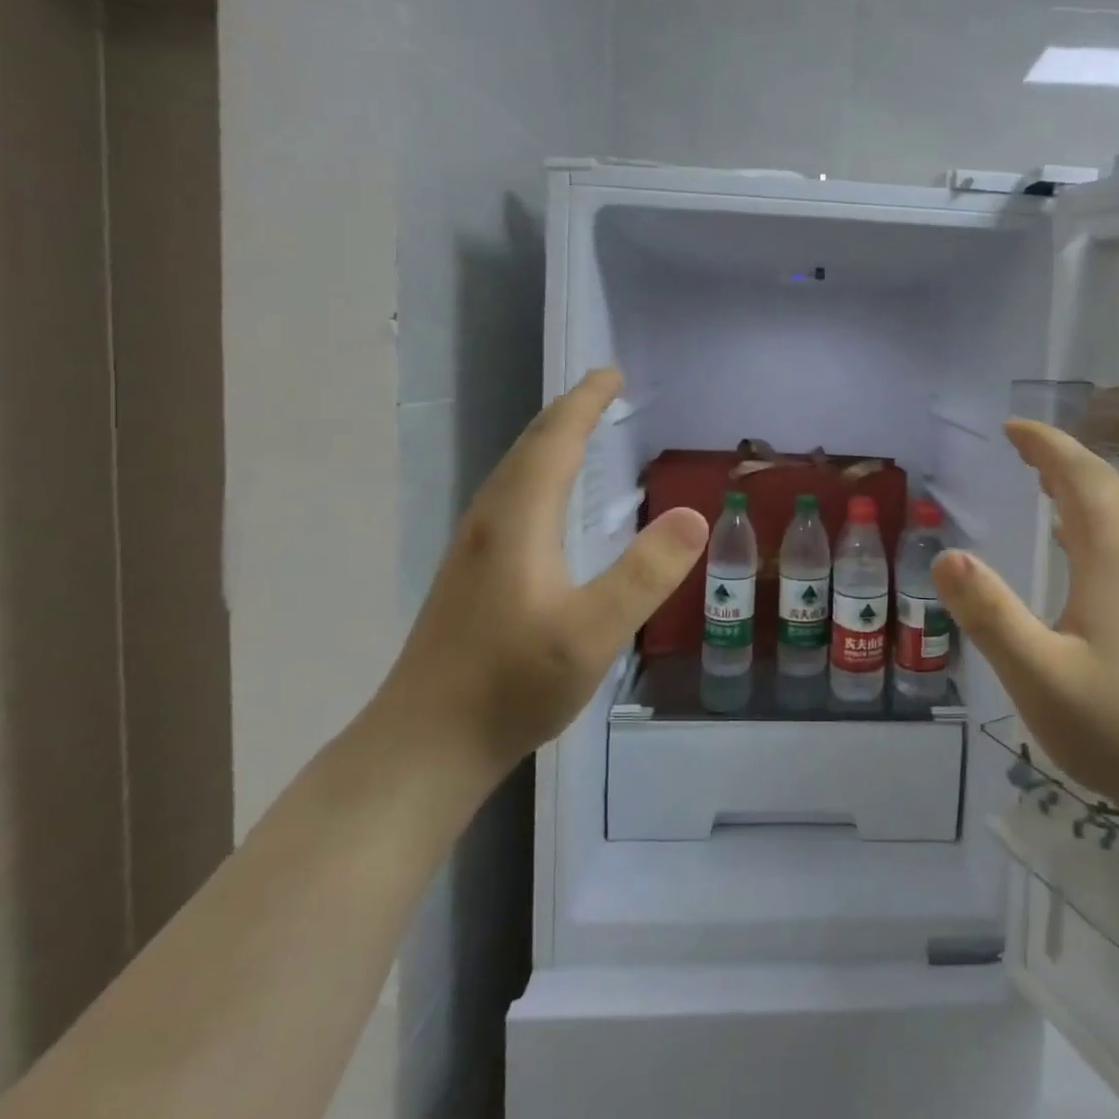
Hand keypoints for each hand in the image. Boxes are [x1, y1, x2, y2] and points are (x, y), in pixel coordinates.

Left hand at [381, 368, 708, 775]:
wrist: (423, 746)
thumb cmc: (511, 685)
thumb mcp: (593, 632)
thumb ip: (645, 573)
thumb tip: (694, 515)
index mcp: (518, 521)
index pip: (554, 441)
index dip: (584, 403)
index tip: (612, 373)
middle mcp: (490, 522)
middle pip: (529, 447)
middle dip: (568, 412)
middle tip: (603, 389)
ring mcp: (473, 549)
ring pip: (513, 472)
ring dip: (549, 440)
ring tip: (580, 429)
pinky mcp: (470, 575)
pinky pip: (509, 497)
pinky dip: (537, 473)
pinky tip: (547, 500)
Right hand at [932, 419, 1118, 828]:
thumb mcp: (1039, 675)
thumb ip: (990, 614)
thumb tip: (945, 555)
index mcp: (1116, 561)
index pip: (1083, 478)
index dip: (1048, 446)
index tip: (1011, 428)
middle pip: (1107, 489)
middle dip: (1063, 458)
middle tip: (1020, 446)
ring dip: (1080, 487)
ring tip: (1042, 481)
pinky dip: (1092, 522)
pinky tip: (1074, 547)